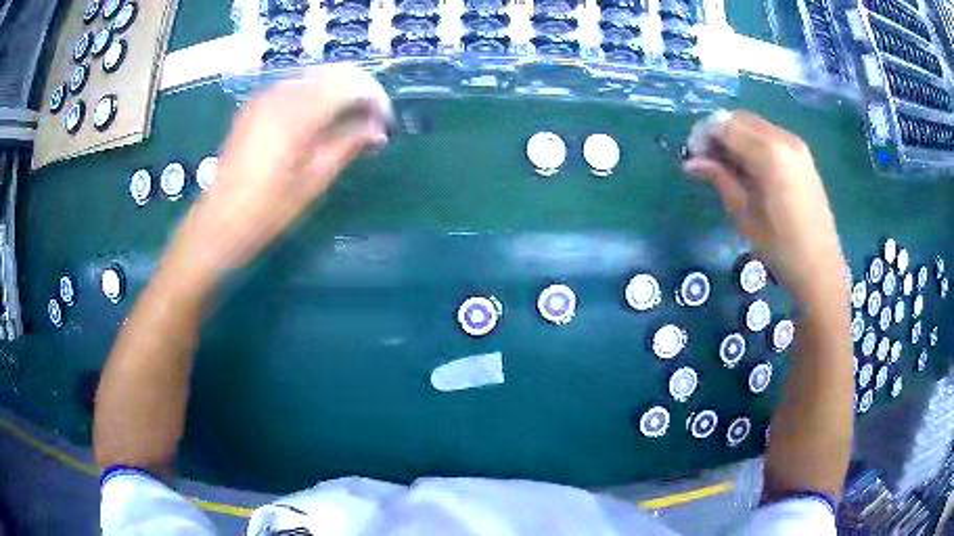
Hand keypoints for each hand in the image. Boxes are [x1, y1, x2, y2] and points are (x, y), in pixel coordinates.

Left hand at [169, 65, 392, 287]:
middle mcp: (281, 94)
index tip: (385, 124)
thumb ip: (348, 146)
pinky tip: (318, 121)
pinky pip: (295, 86)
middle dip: (360, 91)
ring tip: (347, 124)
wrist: (218, 224)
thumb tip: (378, 130)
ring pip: (315, 77)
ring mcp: (264, 97)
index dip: (375, 99)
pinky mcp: (255, 106)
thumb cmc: (267, 212)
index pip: (351, 84)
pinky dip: (315, 95)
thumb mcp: (313, 182)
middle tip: (371, 123)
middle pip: (334, 73)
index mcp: (298, 114)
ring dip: (338, 92)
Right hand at [684, 111, 844, 299]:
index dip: (703, 136)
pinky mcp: (802, 154)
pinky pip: (769, 135)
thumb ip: (719, 179)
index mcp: (769, 154)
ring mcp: (796, 144)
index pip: (724, 125)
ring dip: (735, 136)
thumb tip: (690, 163)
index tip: (693, 158)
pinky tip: (750, 168)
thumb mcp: (744, 215)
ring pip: (754, 124)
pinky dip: (752, 142)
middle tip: (707, 161)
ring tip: (727, 167)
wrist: (821, 267)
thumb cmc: (781, 248)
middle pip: (738, 118)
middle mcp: (783, 138)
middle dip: (717, 133)